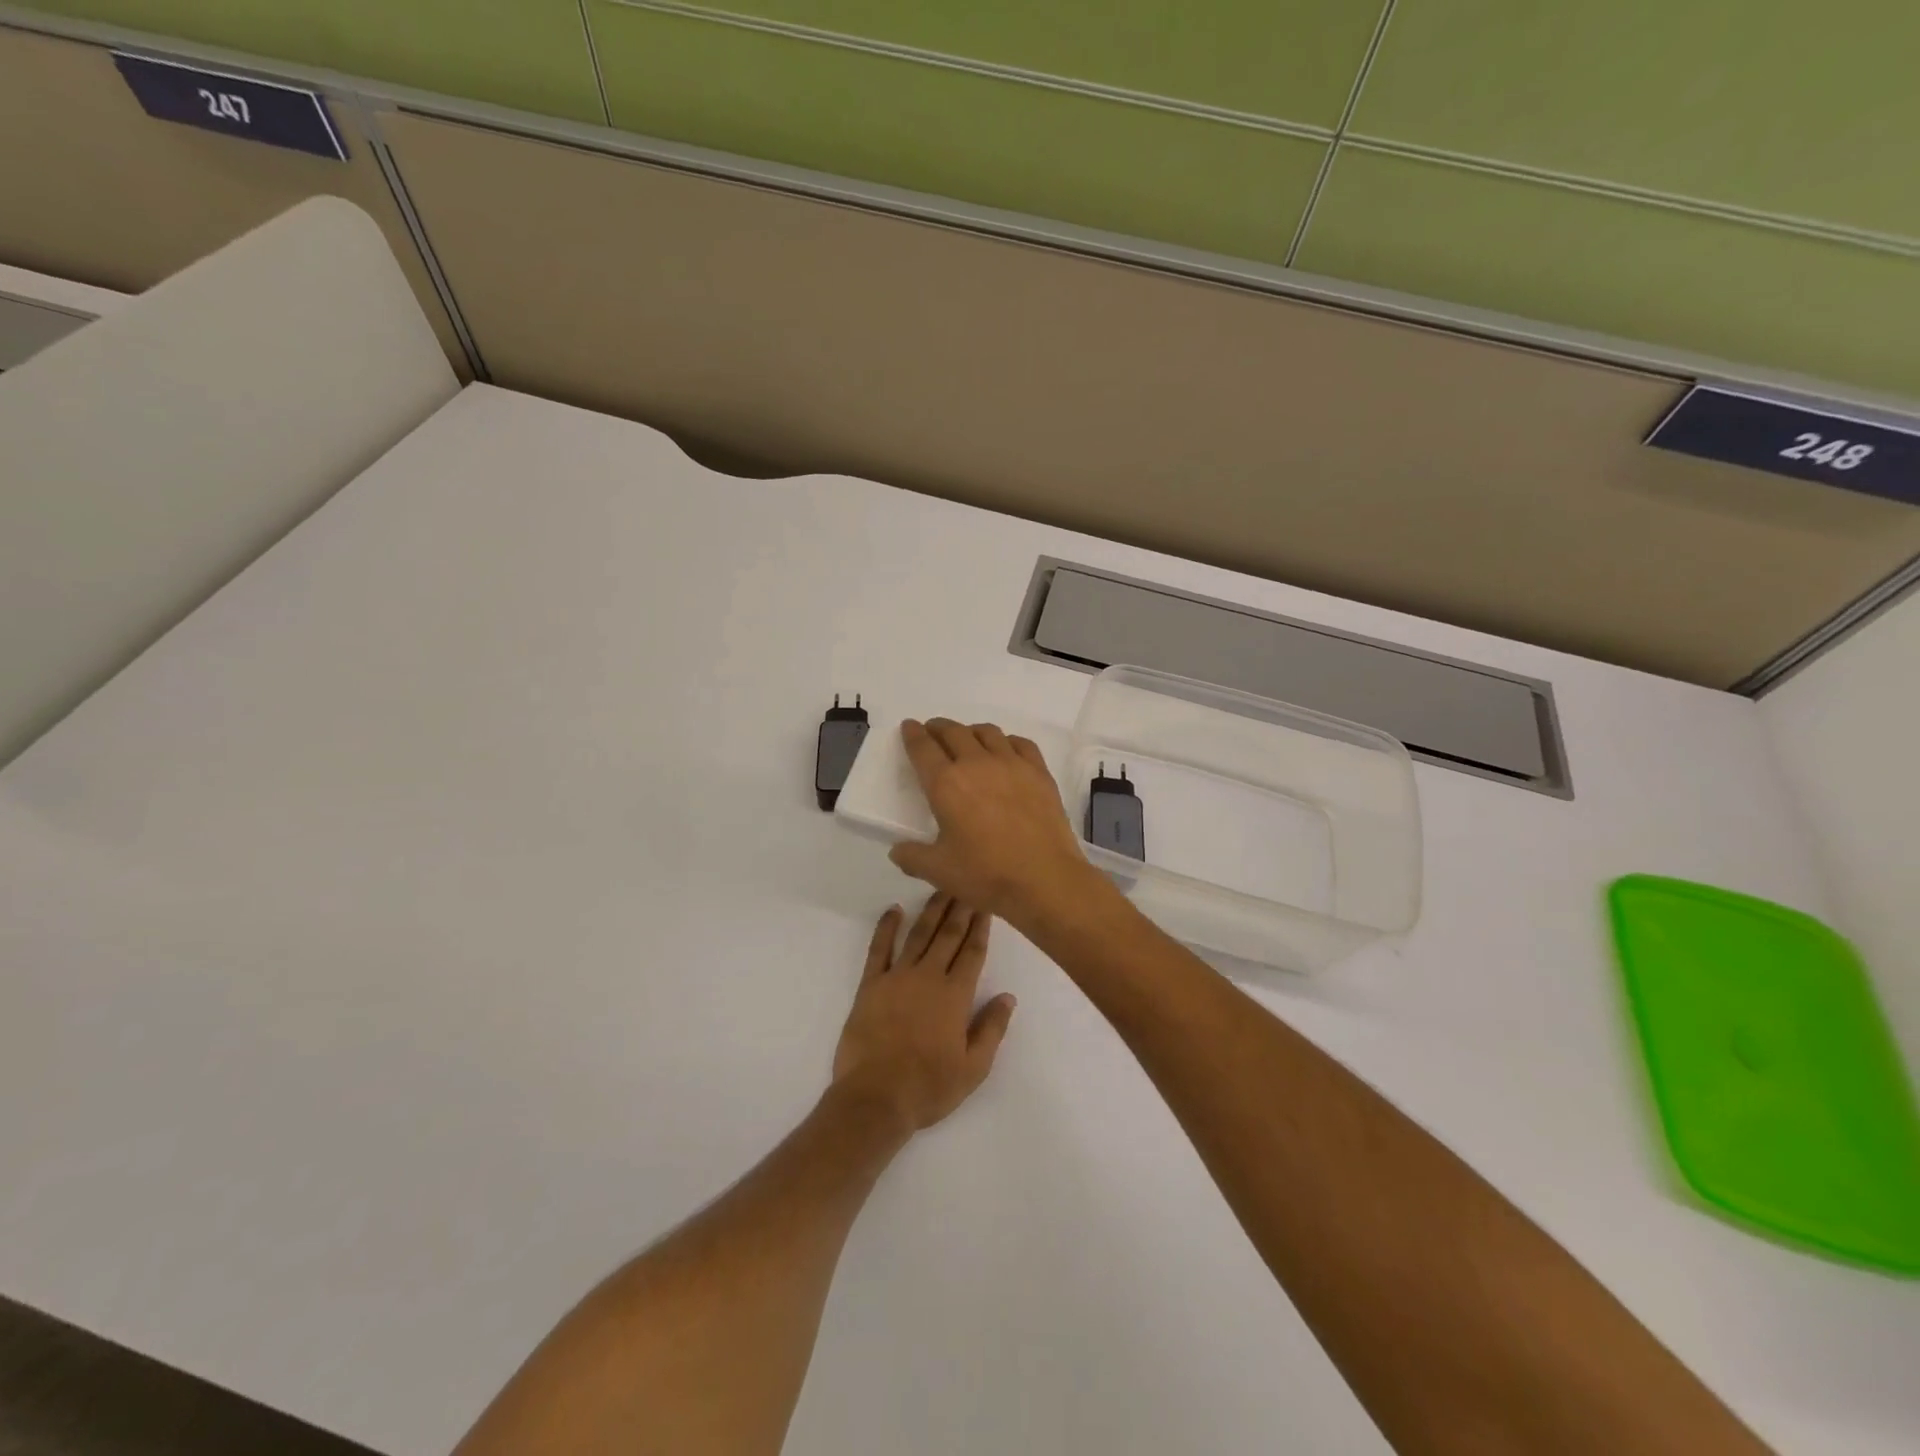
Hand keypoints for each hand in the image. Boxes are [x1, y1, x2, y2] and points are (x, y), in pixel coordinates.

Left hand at [831, 895, 1017, 1133]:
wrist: (875, 1098)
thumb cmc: (929, 1087)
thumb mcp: (973, 1068)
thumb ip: (992, 1029)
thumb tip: (1008, 997)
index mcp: (955, 995)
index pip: (972, 952)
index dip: (981, 926)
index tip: (987, 903)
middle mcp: (928, 976)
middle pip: (948, 935)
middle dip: (960, 907)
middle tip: (968, 883)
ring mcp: (897, 977)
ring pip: (918, 934)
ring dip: (931, 910)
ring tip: (941, 887)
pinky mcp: (870, 985)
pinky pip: (879, 949)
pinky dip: (886, 927)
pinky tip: (893, 910)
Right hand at [889, 719, 1106, 927]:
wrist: (1045, 879)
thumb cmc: (986, 874)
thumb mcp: (938, 871)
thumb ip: (912, 857)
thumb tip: (898, 850)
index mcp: (946, 784)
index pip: (923, 748)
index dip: (913, 735)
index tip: (909, 727)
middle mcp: (977, 764)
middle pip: (954, 732)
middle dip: (939, 728)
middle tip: (933, 731)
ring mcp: (1012, 764)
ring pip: (987, 732)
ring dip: (971, 731)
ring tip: (967, 739)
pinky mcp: (1039, 772)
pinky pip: (1020, 743)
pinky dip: (1007, 741)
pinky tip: (1006, 751)